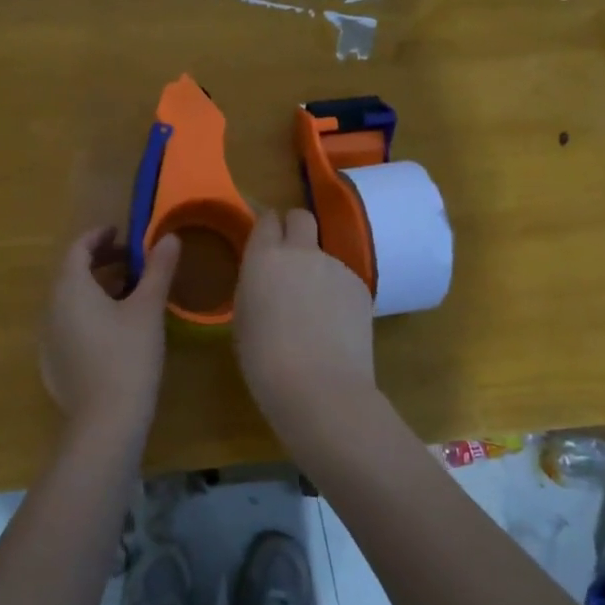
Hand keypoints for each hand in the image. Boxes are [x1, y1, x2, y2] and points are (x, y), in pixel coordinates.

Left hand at [40, 226, 179, 439]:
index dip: (100, 236)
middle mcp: (51, 308)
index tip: (122, 233)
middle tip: (132, 262)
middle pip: (72, 273)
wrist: (105, 422)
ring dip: (96, 288)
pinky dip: (88, 314)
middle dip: (101, 261)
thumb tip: (169, 238)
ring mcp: (48, 338)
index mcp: (70, 288)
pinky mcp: (52, 363)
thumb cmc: (128, 356)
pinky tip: (113, 330)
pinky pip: (68, 325)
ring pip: (70, 300)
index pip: (78, 248)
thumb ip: (158, 270)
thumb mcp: (148, 309)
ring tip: (129, 294)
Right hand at [233, 209, 375, 424]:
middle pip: (301, 217)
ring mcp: (336, 266)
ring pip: (324, 252)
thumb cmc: (265, 360)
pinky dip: (336, 293)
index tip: (263, 244)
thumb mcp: (243, 319)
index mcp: (264, 257)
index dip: (266, 229)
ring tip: (313, 311)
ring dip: (316, 269)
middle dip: (294, 228)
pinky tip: (334, 326)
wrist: (320, 388)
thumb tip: (266, 278)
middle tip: (288, 259)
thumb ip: (254, 286)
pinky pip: (343, 279)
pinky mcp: (361, 287)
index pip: (266, 219)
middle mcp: (302, 251)